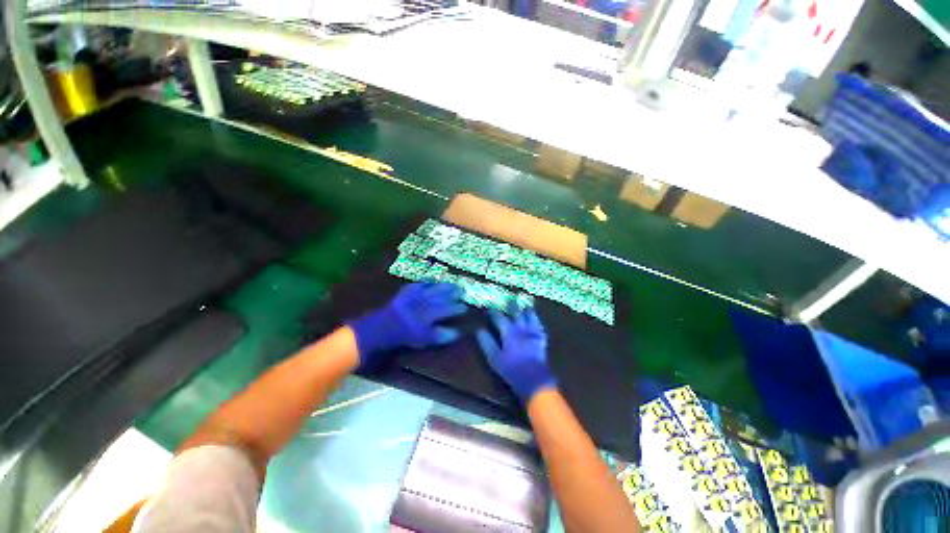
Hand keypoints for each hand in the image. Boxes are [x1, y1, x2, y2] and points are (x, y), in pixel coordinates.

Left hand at [349, 283, 465, 368]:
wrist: (383, 326)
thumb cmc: (406, 335)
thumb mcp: (425, 339)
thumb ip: (441, 335)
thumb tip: (457, 332)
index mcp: (431, 313)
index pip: (448, 309)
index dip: (457, 308)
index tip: (465, 308)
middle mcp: (426, 301)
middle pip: (443, 295)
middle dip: (454, 293)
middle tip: (462, 290)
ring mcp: (417, 294)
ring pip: (434, 288)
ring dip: (444, 286)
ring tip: (453, 284)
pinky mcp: (408, 290)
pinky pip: (420, 284)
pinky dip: (428, 282)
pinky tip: (433, 281)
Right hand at [476, 304, 555, 402]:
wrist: (534, 380)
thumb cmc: (511, 369)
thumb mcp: (494, 358)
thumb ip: (486, 342)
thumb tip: (479, 330)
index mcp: (509, 332)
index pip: (499, 317)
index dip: (492, 313)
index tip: (488, 310)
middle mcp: (521, 328)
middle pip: (516, 312)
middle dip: (512, 305)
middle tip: (510, 299)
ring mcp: (533, 333)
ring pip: (530, 316)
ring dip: (527, 309)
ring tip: (525, 304)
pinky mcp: (542, 339)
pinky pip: (540, 326)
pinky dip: (537, 321)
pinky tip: (536, 320)